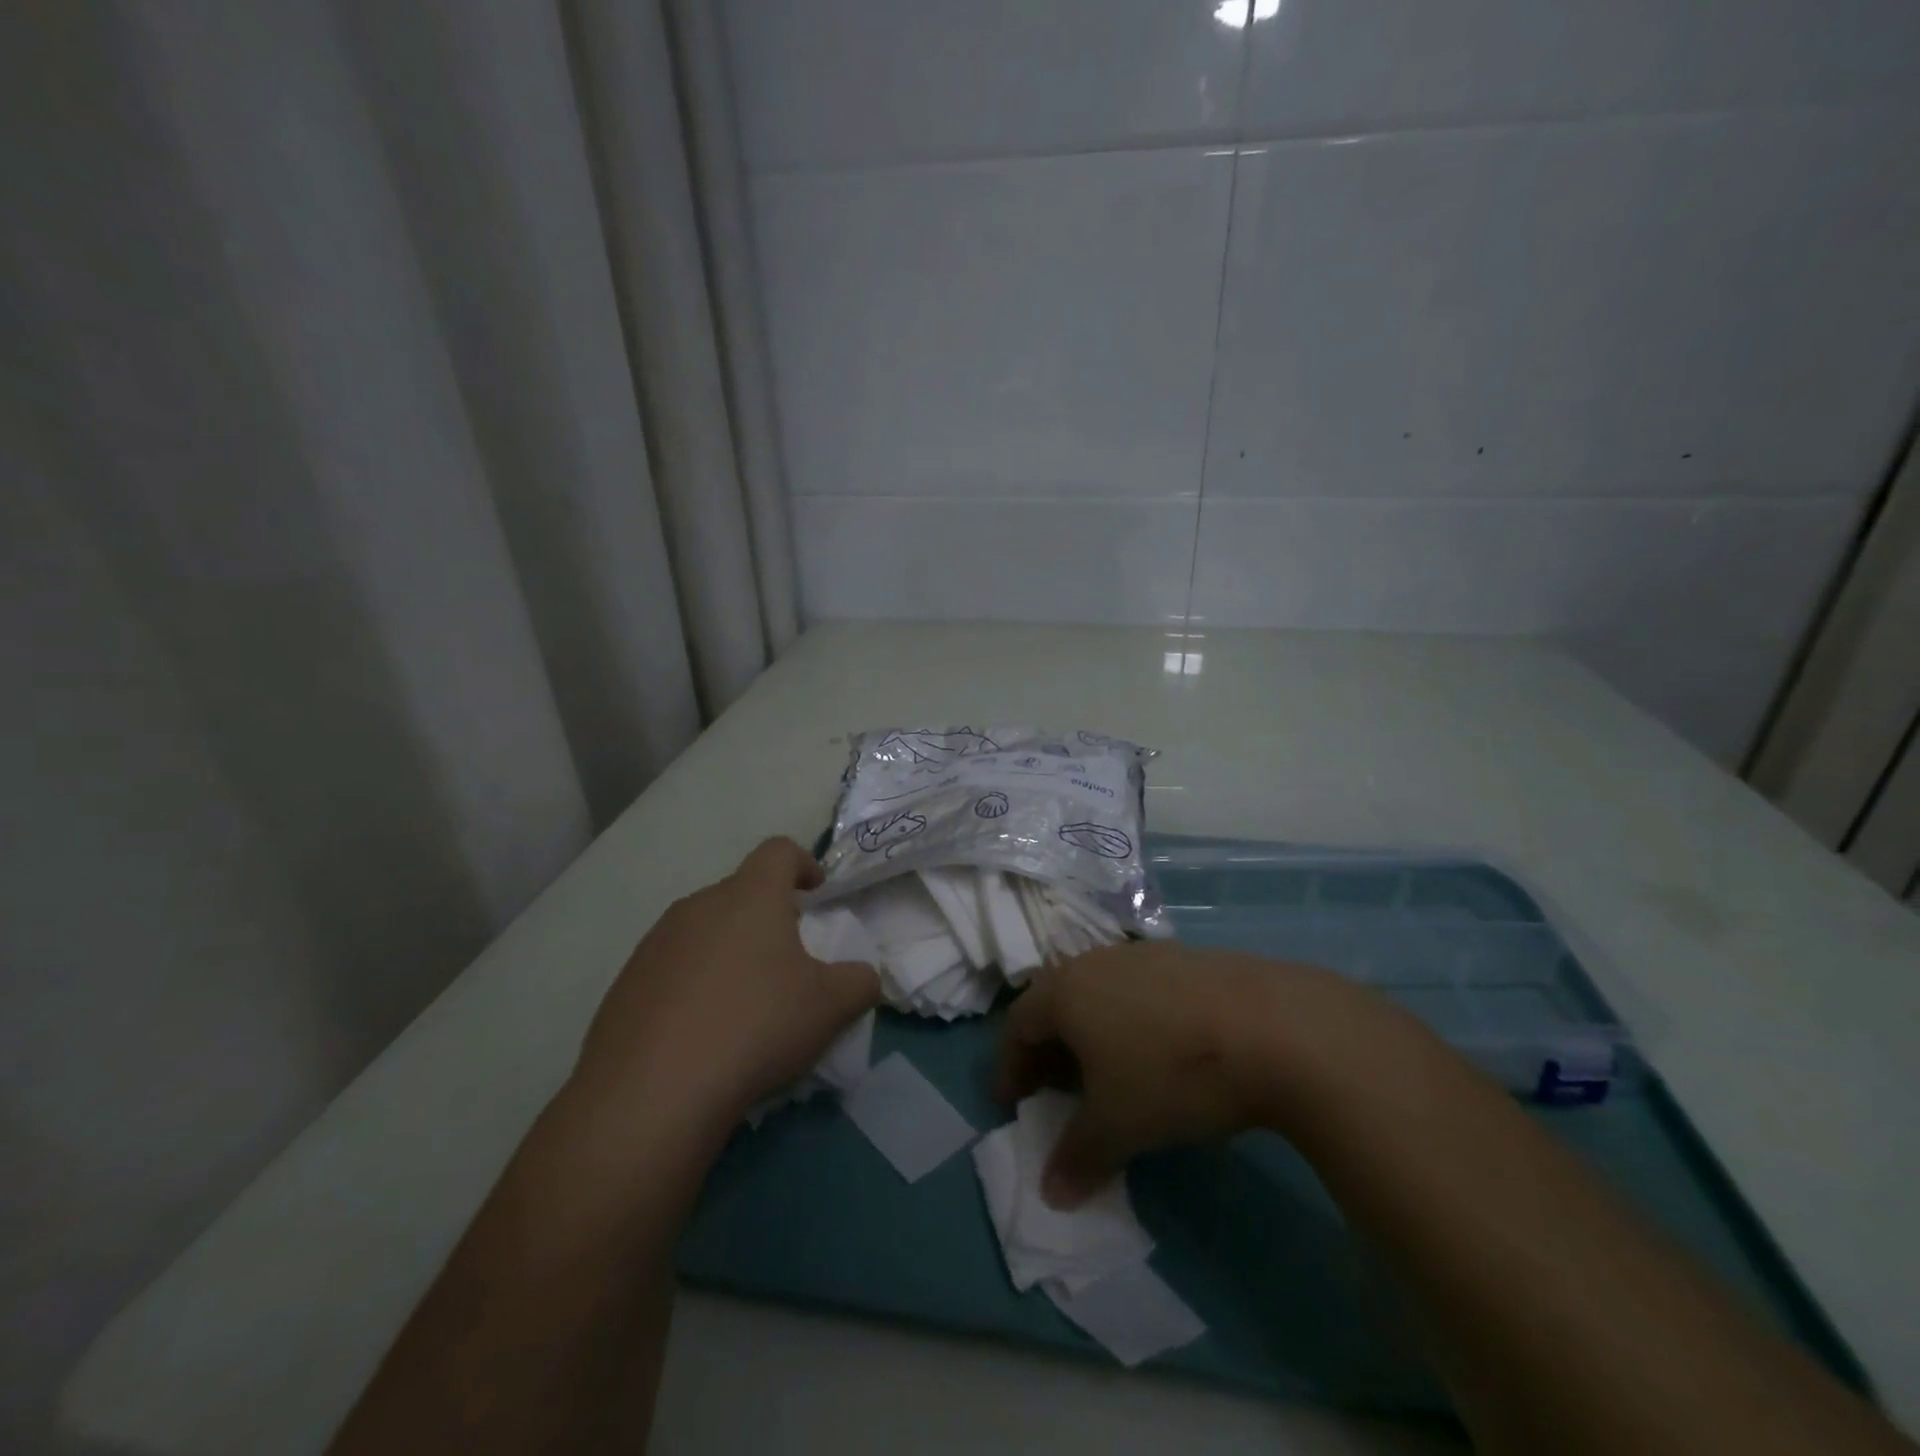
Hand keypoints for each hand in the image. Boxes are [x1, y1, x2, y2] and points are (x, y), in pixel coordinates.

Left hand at [574, 838, 880, 1124]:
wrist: (650, 1094)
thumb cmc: (755, 1028)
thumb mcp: (830, 1008)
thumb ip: (859, 982)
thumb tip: (863, 977)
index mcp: (750, 897)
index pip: (778, 851)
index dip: (803, 862)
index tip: (816, 891)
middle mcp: (698, 906)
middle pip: (740, 892)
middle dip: (767, 915)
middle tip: (787, 959)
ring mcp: (655, 944)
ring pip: (704, 930)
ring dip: (729, 950)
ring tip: (744, 1001)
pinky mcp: (625, 984)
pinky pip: (672, 968)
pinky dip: (693, 985)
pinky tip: (702, 1032)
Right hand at [996, 941, 1405, 1207]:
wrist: (1273, 1026)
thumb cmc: (1172, 1074)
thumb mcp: (1119, 1126)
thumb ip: (1077, 1156)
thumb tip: (1051, 1194)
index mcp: (1066, 991)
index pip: (1018, 1025)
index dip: (1010, 1066)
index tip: (1011, 1102)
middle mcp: (1097, 962)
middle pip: (1055, 1003)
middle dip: (1048, 1049)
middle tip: (1054, 1089)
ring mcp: (1144, 955)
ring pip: (1098, 993)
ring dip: (1090, 1033)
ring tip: (1105, 1073)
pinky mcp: (1186, 959)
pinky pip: (1138, 990)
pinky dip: (1129, 1020)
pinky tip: (1157, 1051)